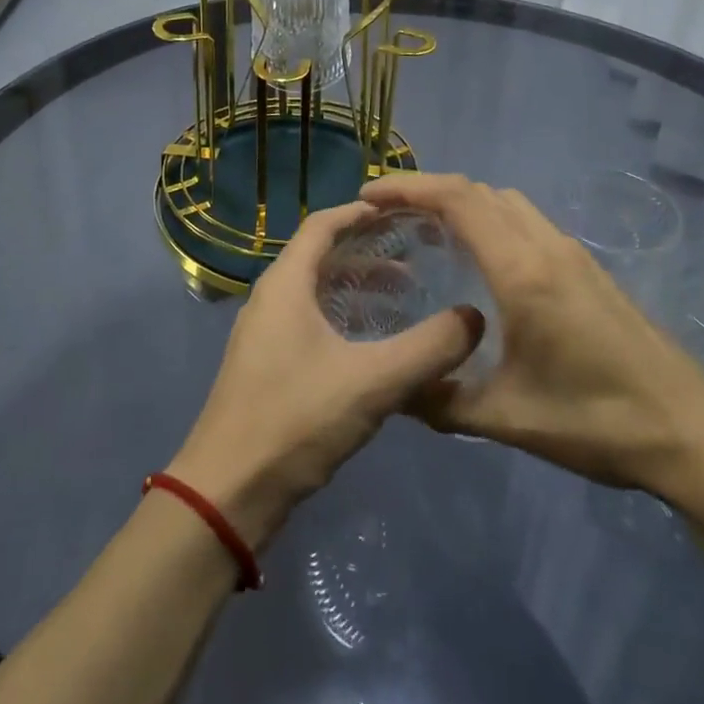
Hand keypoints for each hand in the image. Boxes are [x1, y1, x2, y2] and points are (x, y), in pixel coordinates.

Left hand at [168, 202, 485, 548]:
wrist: (228, 492)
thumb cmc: (296, 419)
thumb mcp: (373, 381)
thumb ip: (429, 348)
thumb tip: (475, 318)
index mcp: (286, 284)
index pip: (323, 224)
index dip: (361, 212)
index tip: (403, 212)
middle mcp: (271, 299)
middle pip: (321, 256)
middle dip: (368, 251)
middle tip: (416, 256)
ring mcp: (265, 334)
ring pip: (316, 292)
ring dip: (358, 287)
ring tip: (405, 298)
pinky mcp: (267, 366)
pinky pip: (310, 322)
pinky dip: (344, 318)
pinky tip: (375, 345)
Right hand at [361, 173, 703, 510]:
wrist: (691, 430)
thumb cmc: (596, 420)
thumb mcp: (507, 418)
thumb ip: (441, 400)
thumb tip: (392, 390)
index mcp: (522, 270)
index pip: (458, 201)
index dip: (409, 187)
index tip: (368, 194)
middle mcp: (546, 246)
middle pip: (479, 192)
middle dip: (428, 190)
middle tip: (386, 213)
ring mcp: (572, 254)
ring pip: (507, 203)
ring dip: (463, 203)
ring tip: (425, 232)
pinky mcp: (587, 269)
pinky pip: (527, 222)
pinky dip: (490, 221)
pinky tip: (478, 262)